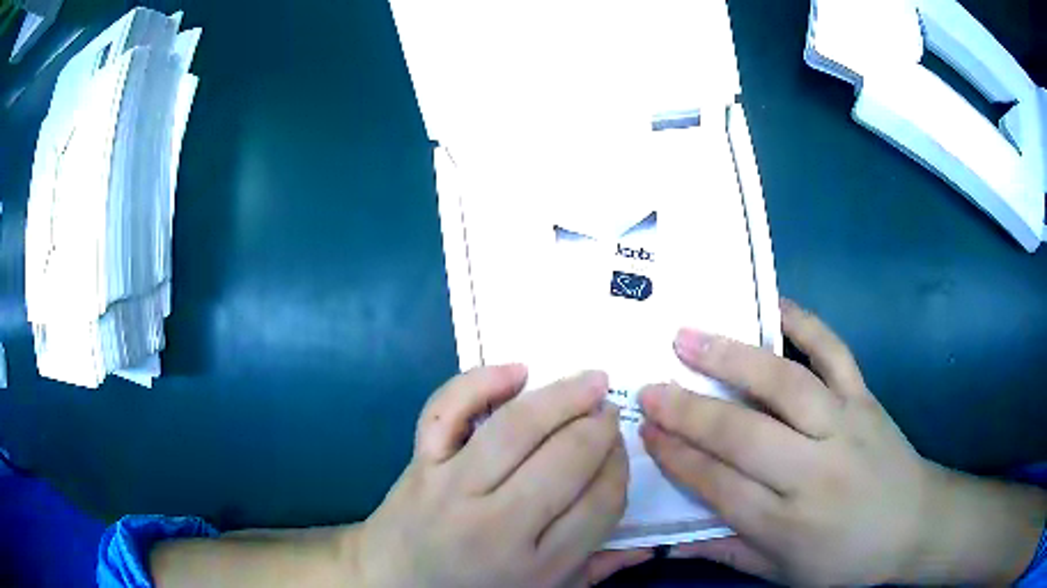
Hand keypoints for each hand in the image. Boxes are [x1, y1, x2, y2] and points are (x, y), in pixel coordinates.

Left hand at [356, 366, 629, 587]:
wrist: (391, 584)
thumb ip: (595, 570)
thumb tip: (648, 546)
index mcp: (537, 566)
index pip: (602, 502)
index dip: (620, 467)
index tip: (620, 451)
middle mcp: (497, 526)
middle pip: (566, 459)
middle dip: (599, 427)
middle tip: (609, 413)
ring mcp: (451, 489)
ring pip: (516, 428)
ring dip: (563, 396)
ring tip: (592, 381)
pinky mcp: (419, 464)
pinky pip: (446, 411)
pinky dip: (480, 382)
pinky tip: (517, 371)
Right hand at [639, 300, 1046, 585]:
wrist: (913, 523)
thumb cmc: (845, 558)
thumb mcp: (782, 574)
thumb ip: (727, 553)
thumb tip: (671, 540)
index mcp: (788, 522)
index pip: (719, 485)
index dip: (678, 456)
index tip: (647, 430)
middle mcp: (813, 470)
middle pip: (744, 434)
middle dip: (690, 409)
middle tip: (650, 386)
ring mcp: (844, 424)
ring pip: (784, 385)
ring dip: (732, 358)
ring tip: (688, 336)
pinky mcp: (865, 396)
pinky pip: (833, 351)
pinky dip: (804, 322)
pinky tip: (772, 305)